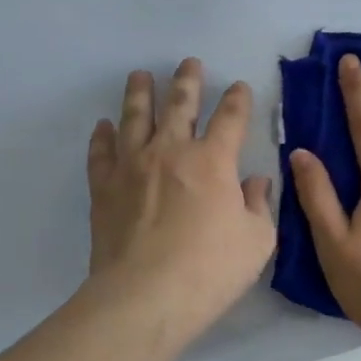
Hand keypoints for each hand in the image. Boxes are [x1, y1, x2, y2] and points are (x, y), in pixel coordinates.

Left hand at [84, 58, 275, 340]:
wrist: (144, 298)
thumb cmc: (209, 271)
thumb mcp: (257, 242)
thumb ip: (259, 206)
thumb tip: (256, 183)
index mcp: (213, 160)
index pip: (230, 118)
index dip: (237, 99)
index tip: (238, 86)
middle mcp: (171, 151)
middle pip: (179, 105)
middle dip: (187, 81)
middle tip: (188, 62)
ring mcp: (133, 166)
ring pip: (135, 118)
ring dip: (139, 93)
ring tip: (140, 76)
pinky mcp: (104, 188)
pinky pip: (101, 153)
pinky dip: (102, 137)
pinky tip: (103, 127)